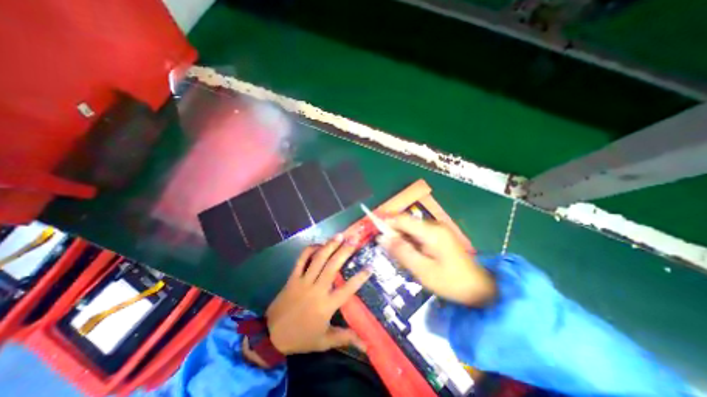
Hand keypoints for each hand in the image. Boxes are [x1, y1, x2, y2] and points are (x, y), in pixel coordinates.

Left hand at [265, 234, 372, 354]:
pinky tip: (318, 244)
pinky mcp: (293, 277)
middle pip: (333, 267)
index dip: (360, 277)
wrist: (271, 336)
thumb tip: (366, 344)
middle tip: (354, 239)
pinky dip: (309, 250)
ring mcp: (303, 281)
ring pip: (318, 259)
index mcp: (326, 305)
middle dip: (345, 251)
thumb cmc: (301, 338)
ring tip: (339, 235)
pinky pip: (301, 260)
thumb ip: (345, 338)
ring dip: (329, 246)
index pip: (347, 289)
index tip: (370, 267)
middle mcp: (317, 289)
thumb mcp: (324, 341)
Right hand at [379, 216, 493, 305]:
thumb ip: (401, 252)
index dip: (386, 224)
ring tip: (402, 259)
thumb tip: (382, 238)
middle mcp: (434, 225)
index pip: (402, 219)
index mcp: (431, 232)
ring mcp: (438, 230)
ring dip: (402, 240)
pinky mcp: (439, 235)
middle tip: (391, 254)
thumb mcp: (423, 270)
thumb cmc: (451, 282)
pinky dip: (411, 243)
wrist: (481, 289)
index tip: (376, 235)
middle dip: (394, 235)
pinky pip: (418, 234)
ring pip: (411, 229)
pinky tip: (413, 257)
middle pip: (406, 223)